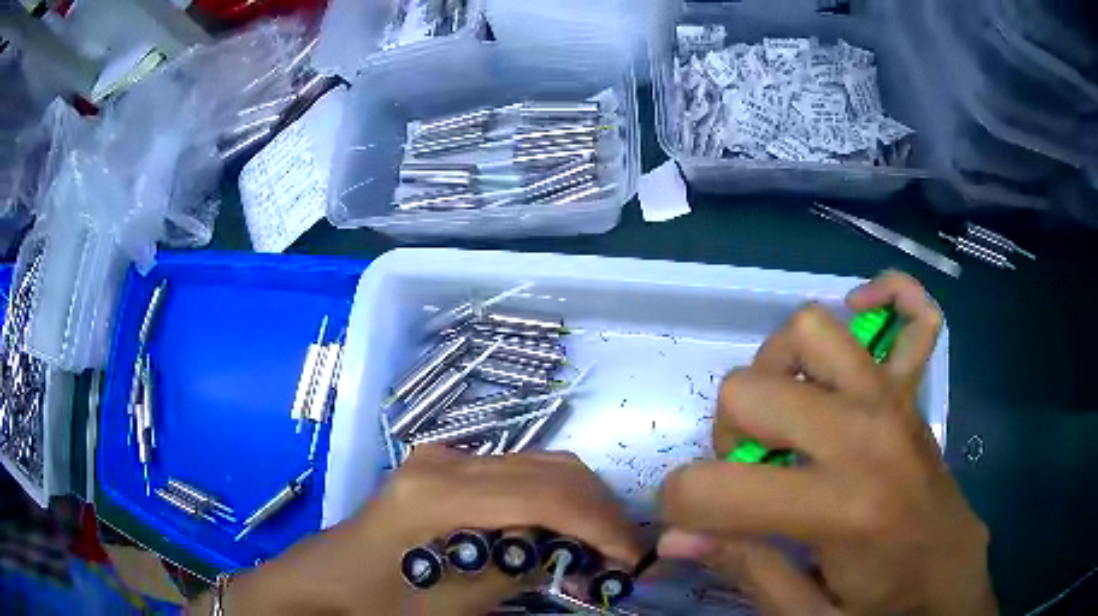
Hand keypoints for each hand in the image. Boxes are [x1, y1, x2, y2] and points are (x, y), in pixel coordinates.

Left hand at [191, 446, 640, 615]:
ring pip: (538, 463)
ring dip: (579, 500)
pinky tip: (559, 528)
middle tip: (621, 551)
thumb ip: (515, 569)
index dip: (598, 523)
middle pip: (549, 468)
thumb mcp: (453, 602)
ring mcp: (443, 457)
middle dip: (597, 508)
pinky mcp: (444, 467)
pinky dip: (551, 496)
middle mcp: (445, 460)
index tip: (629, 556)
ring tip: (597, 542)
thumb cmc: (379, 599)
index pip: (544, 494)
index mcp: (439, 492)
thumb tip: (570, 550)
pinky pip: (516, 472)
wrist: (327, 579)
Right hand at [658, 271, 996, 614]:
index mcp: (841, 509)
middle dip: (727, 437)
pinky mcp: (914, 392)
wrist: (949, 583)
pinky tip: (867, 313)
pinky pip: (916, 314)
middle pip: (748, 389)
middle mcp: (867, 435)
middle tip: (751, 478)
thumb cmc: (882, 607)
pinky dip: (890, 297)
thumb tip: (675, 539)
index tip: (692, 528)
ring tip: (790, 416)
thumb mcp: (806, 615)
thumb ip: (745, 568)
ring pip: (811, 330)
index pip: (717, 487)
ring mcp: (895, 400)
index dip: (682, 508)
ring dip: (780, 370)